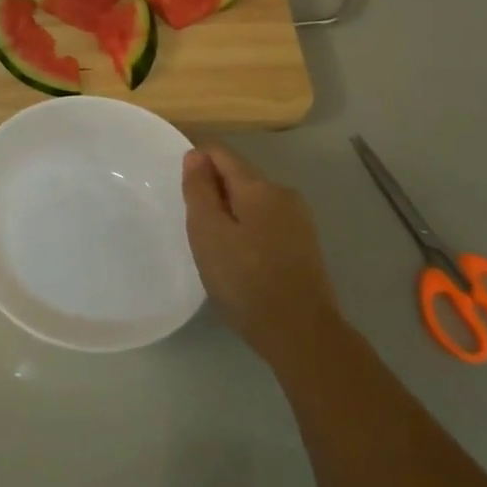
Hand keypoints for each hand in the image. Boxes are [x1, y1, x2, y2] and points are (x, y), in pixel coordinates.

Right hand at [183, 144, 340, 366]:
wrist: (301, 333)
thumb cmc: (245, 280)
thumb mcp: (208, 232)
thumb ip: (199, 190)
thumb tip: (196, 155)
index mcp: (259, 186)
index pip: (221, 153)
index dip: (197, 162)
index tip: (182, 193)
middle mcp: (283, 194)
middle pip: (239, 177)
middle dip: (214, 192)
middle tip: (194, 228)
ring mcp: (299, 220)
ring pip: (253, 202)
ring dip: (231, 214)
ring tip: (215, 248)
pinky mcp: (305, 245)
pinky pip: (267, 223)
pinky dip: (248, 231)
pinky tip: (240, 261)